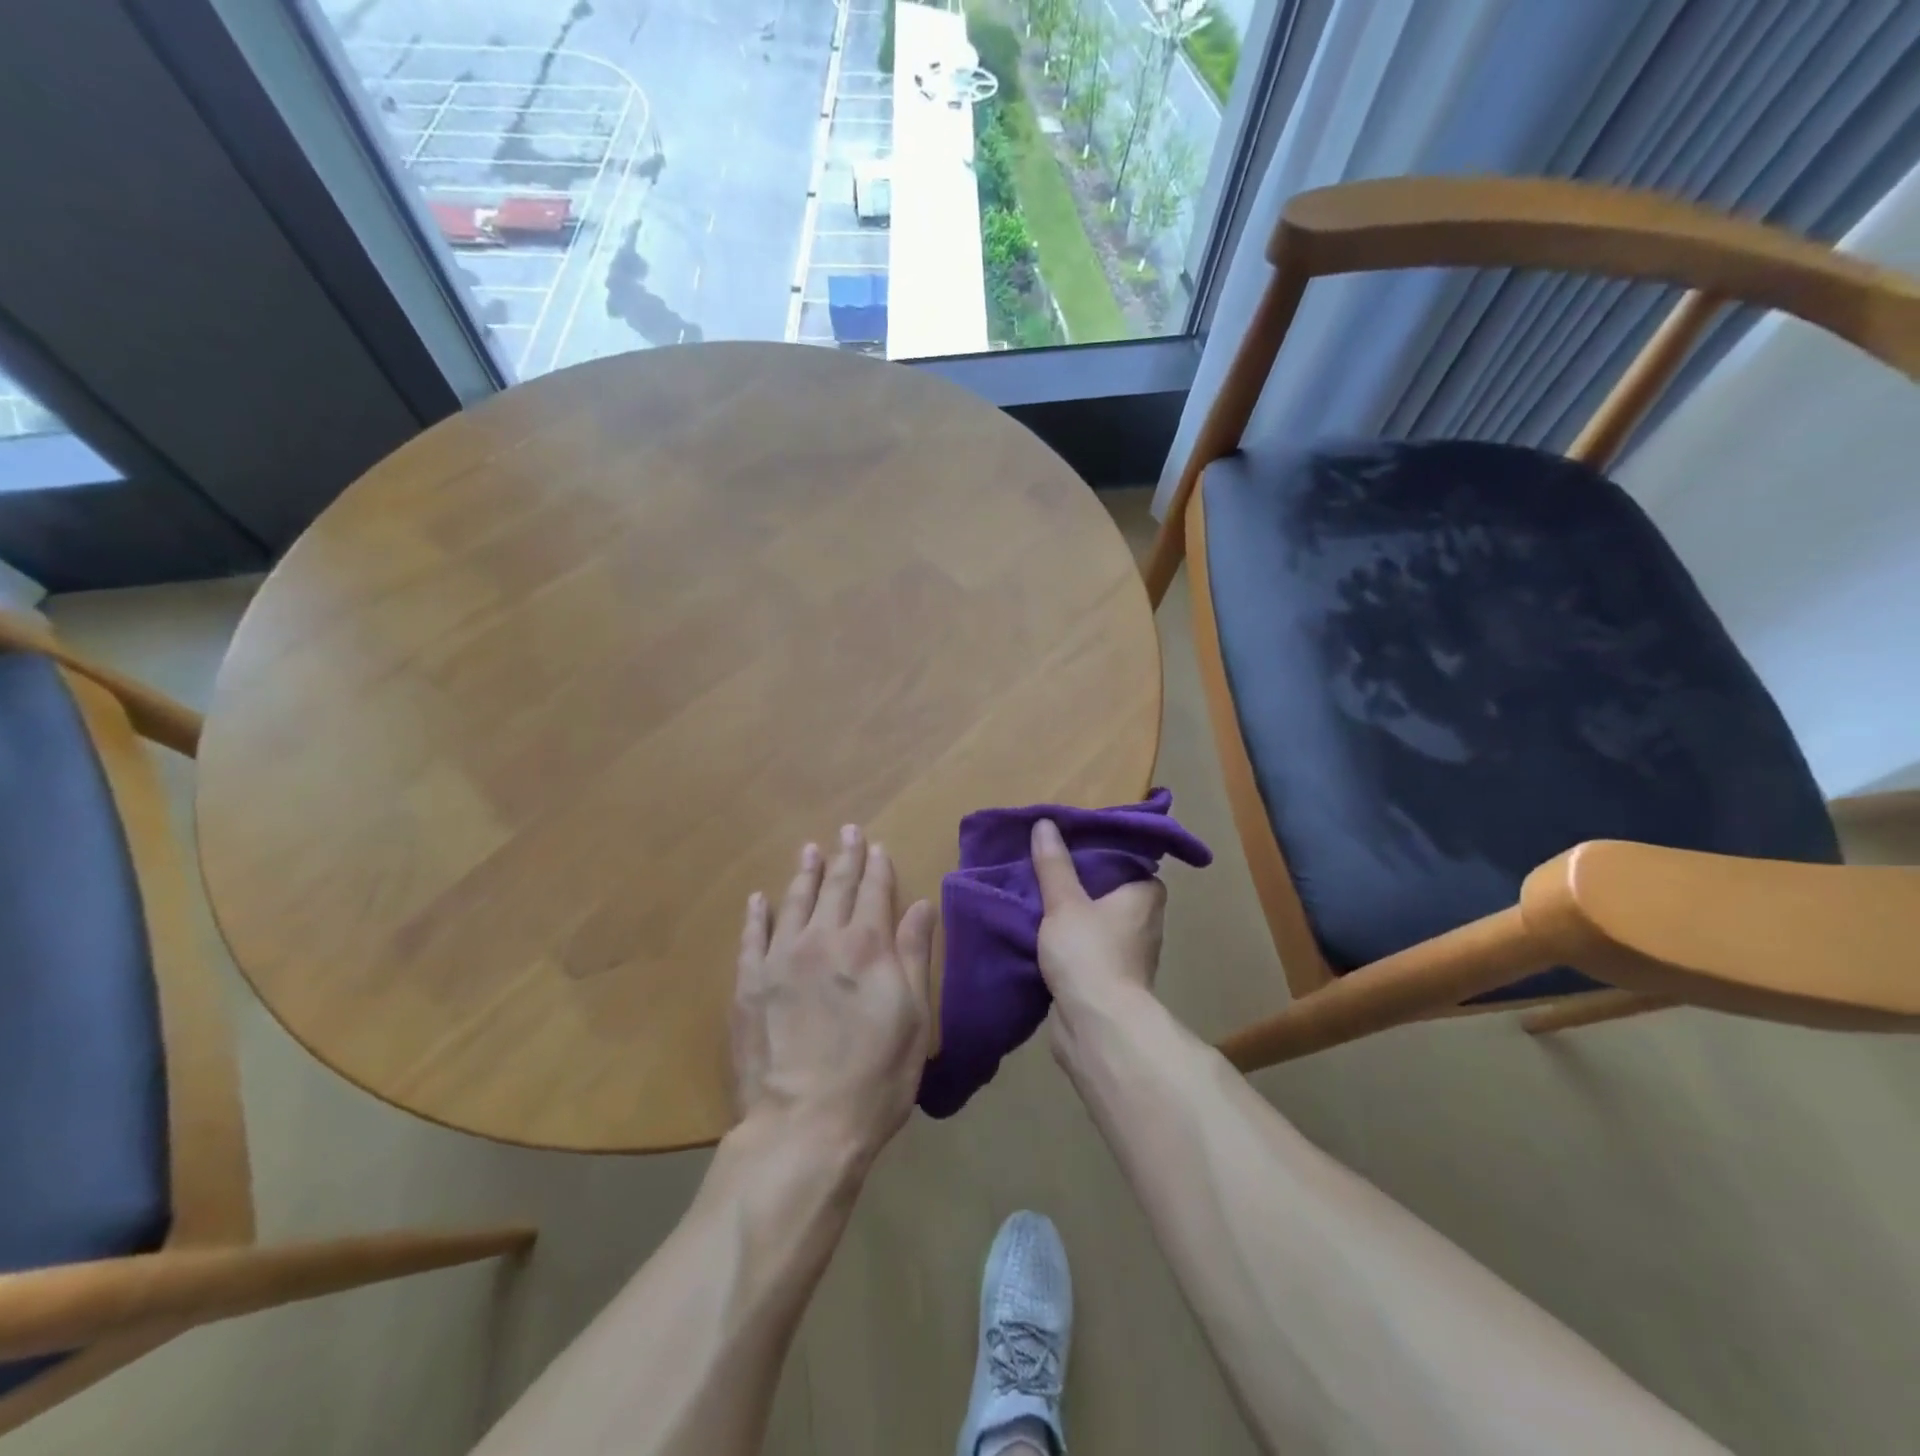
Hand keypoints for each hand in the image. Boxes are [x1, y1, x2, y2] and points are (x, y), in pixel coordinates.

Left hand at [733, 826, 936, 1165]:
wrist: (804, 1127)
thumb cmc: (875, 1077)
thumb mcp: (913, 1017)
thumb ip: (914, 955)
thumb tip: (921, 905)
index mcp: (867, 946)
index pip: (875, 891)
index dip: (878, 866)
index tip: (877, 845)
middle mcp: (823, 939)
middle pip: (837, 887)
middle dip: (845, 856)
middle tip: (847, 831)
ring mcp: (780, 958)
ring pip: (795, 901)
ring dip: (805, 874)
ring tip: (809, 850)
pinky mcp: (748, 983)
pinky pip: (752, 936)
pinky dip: (757, 914)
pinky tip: (759, 898)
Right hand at [1030, 818, 1166, 1046]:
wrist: (1096, 1026)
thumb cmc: (1090, 953)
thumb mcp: (1065, 901)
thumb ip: (1054, 865)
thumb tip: (1045, 824)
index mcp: (1145, 897)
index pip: (1133, 862)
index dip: (1106, 852)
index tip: (1076, 842)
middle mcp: (1145, 923)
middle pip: (1113, 892)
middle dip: (1084, 883)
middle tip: (1050, 864)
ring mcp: (1129, 955)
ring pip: (1099, 923)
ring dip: (1076, 915)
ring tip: (1039, 895)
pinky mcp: (1110, 981)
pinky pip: (1089, 950)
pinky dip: (1071, 943)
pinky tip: (1042, 933)